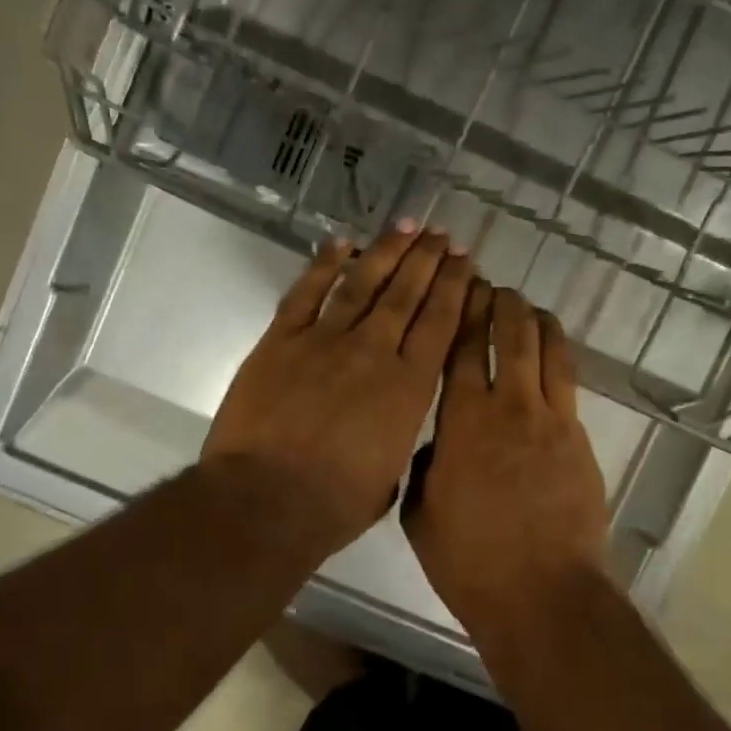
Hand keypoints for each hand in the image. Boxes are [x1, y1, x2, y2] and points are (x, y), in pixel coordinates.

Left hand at [204, 223, 472, 558]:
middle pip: (407, 294)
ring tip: (406, 225)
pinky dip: (324, 264)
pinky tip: (341, 241)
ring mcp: (325, 340)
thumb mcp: (389, 475)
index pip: (439, 323)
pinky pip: (307, 292)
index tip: (464, 261)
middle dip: (427, 259)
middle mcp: (374, 352)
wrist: (266, 500)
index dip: (454, 287)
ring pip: (363, 283)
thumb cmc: (334, 504)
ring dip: (387, 251)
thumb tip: (391, 423)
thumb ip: (396, 438)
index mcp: (408, 387)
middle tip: (441, 234)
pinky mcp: (282, 340)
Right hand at [403, 283, 609, 625]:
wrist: (542, 593)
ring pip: (548, 350)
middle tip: (492, 287)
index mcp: (463, 422)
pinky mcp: (580, 438)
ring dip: (536, 321)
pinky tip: (552, 353)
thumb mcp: (421, 513)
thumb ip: (427, 465)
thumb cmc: (470, 560)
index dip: (460, 312)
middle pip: (509, 336)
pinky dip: (558, 357)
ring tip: (526, 307)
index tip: (458, 288)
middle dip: (500, 304)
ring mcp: (553, 420)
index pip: (460, 349)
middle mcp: (510, 407)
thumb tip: (439, 443)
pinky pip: (569, 382)